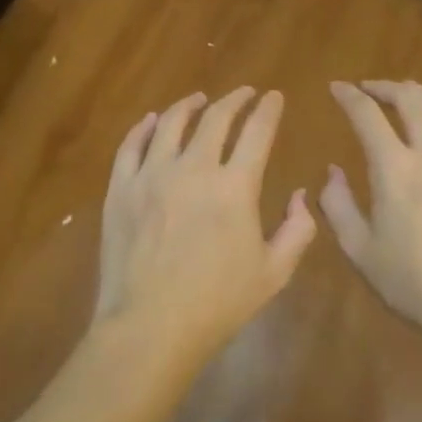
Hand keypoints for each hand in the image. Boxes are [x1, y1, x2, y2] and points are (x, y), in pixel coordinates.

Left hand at [94, 87, 316, 359]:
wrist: (149, 328)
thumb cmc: (217, 304)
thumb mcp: (274, 273)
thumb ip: (298, 230)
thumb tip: (300, 195)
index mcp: (235, 186)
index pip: (257, 131)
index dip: (268, 109)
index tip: (274, 97)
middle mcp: (194, 168)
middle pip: (216, 118)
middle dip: (235, 99)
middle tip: (244, 93)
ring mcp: (152, 175)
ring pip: (171, 123)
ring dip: (189, 105)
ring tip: (198, 99)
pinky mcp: (121, 188)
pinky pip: (131, 145)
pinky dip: (144, 127)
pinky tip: (153, 121)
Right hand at [322, 80, 421, 342]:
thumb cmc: (414, 284)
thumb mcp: (360, 251)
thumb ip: (337, 205)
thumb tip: (333, 170)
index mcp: (394, 168)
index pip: (366, 114)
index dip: (348, 96)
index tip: (337, 88)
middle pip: (409, 99)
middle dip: (385, 87)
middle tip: (370, 89)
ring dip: (421, 94)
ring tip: (408, 94)